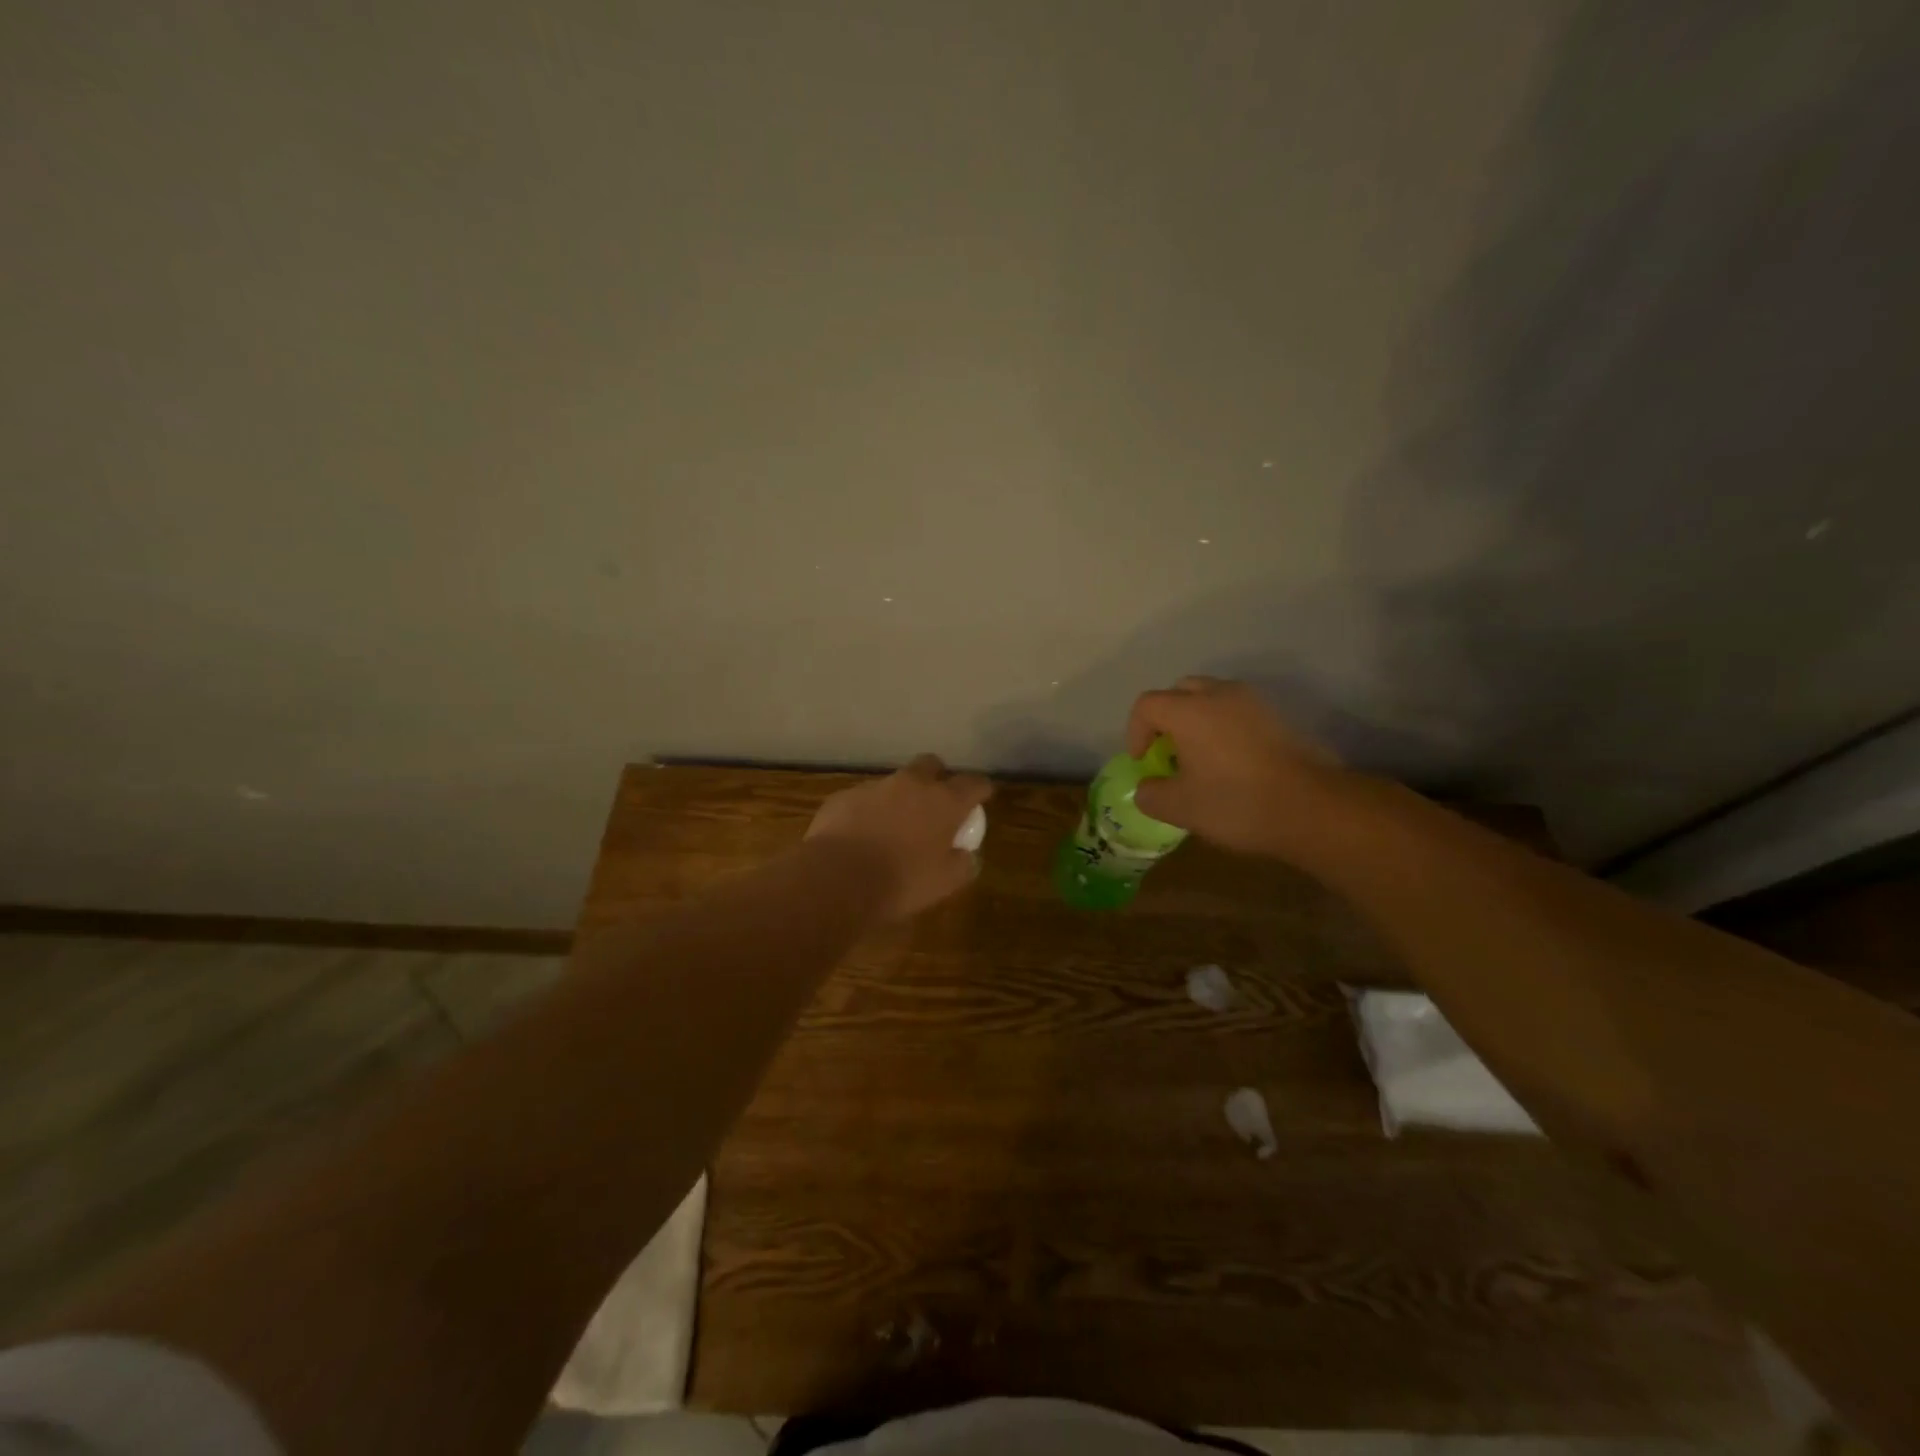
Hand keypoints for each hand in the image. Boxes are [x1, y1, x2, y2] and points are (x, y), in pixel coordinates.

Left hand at [806, 755, 993, 919]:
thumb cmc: (901, 882)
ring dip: (899, 798)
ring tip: (893, 827)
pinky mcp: (843, 797)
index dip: (980, 789)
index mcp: (944, 801)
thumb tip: (965, 854)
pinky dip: (868, 812)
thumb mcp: (945, 882)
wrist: (838, 879)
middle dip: (936, 778)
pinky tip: (861, 837)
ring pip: (894, 782)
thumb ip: (962, 863)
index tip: (981, 799)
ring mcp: (875, 787)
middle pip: (931, 764)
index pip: (974, 783)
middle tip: (935, 803)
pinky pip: (863, 799)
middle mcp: (911, 784)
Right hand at [1126, 676, 1346, 855]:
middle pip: (1180, 691)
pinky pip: (1239, 712)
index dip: (1135, 732)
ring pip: (1213, 697)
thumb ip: (1151, 794)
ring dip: (1197, 720)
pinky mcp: (1279, 717)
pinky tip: (1231, 761)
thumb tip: (1147, 787)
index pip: (1146, 705)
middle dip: (1166, 718)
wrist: (1313, 808)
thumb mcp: (1180, 808)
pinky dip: (1225, 727)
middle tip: (1167, 750)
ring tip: (1200, 756)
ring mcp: (1254, 703)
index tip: (1143, 762)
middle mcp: (1220, 695)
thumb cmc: (1236, 803)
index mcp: (1189, 711)